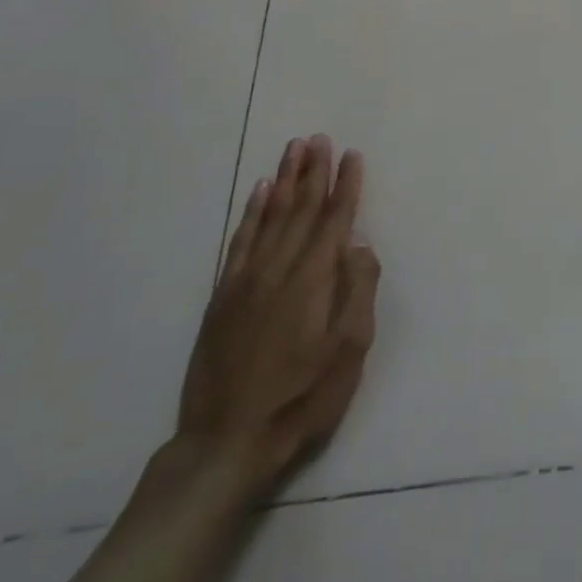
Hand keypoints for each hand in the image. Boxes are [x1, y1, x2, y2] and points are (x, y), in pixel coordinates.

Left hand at [176, 135, 379, 499]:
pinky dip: (250, 213)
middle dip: (313, 172)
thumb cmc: (301, 398)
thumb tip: (358, 246)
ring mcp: (246, 281)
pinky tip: (257, 193)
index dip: (345, 186)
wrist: (226, 442)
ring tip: (293, 150)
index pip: (334, 220)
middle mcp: (278, 269)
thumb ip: (358, 292)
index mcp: (313, 280)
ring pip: (269, 217)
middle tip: (319, 138)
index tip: (352, 155)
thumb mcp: (348, 352)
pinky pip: (239, 241)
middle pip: (299, 209)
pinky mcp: (223, 297)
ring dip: (283, 181)